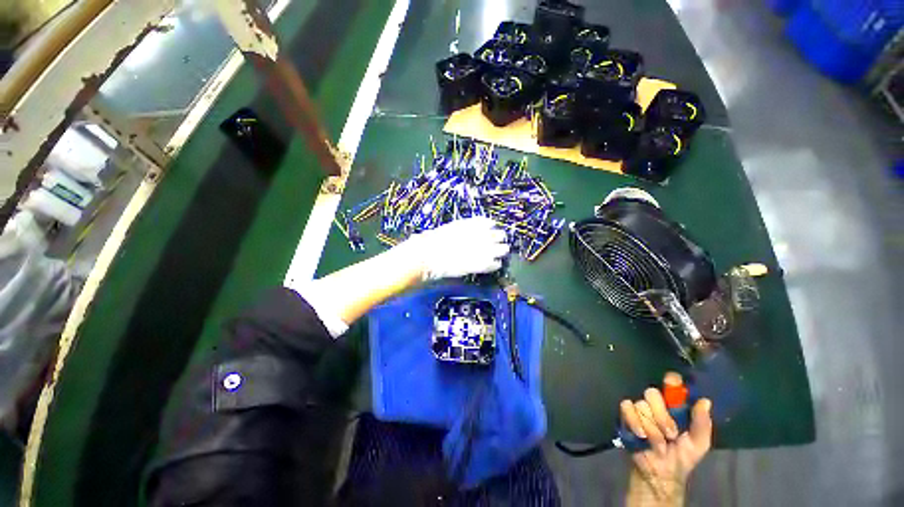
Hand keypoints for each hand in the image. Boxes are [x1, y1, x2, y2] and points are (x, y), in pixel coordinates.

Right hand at [401, 217, 508, 280]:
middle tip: (493, 245)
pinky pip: (497, 264)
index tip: (489, 232)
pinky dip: (494, 265)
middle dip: (498, 240)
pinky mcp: (484, 264)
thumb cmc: (436, 239)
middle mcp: (484, 234)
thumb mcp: (452, 228)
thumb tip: (469, 232)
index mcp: (475, 224)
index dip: (490, 228)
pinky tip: (489, 266)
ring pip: (504, 249)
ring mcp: (486, 249)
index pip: (490, 223)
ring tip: (494, 256)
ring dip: (499, 252)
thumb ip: (465, 229)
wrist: (432, 254)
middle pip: (501, 235)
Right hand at [621, 372, 711, 503]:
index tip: (671, 382)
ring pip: (641, 404)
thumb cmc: (682, 456)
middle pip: (652, 393)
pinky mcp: (626, 414)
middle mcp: (656, 403)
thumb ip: (702, 423)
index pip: (671, 384)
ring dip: (651, 427)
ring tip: (657, 442)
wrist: (660, 472)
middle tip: (670, 434)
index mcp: (675, 406)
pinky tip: (641, 435)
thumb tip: (705, 401)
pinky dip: (634, 422)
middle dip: (661, 416)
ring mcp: (639, 408)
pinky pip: (627, 408)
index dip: (670, 380)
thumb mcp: (699, 443)